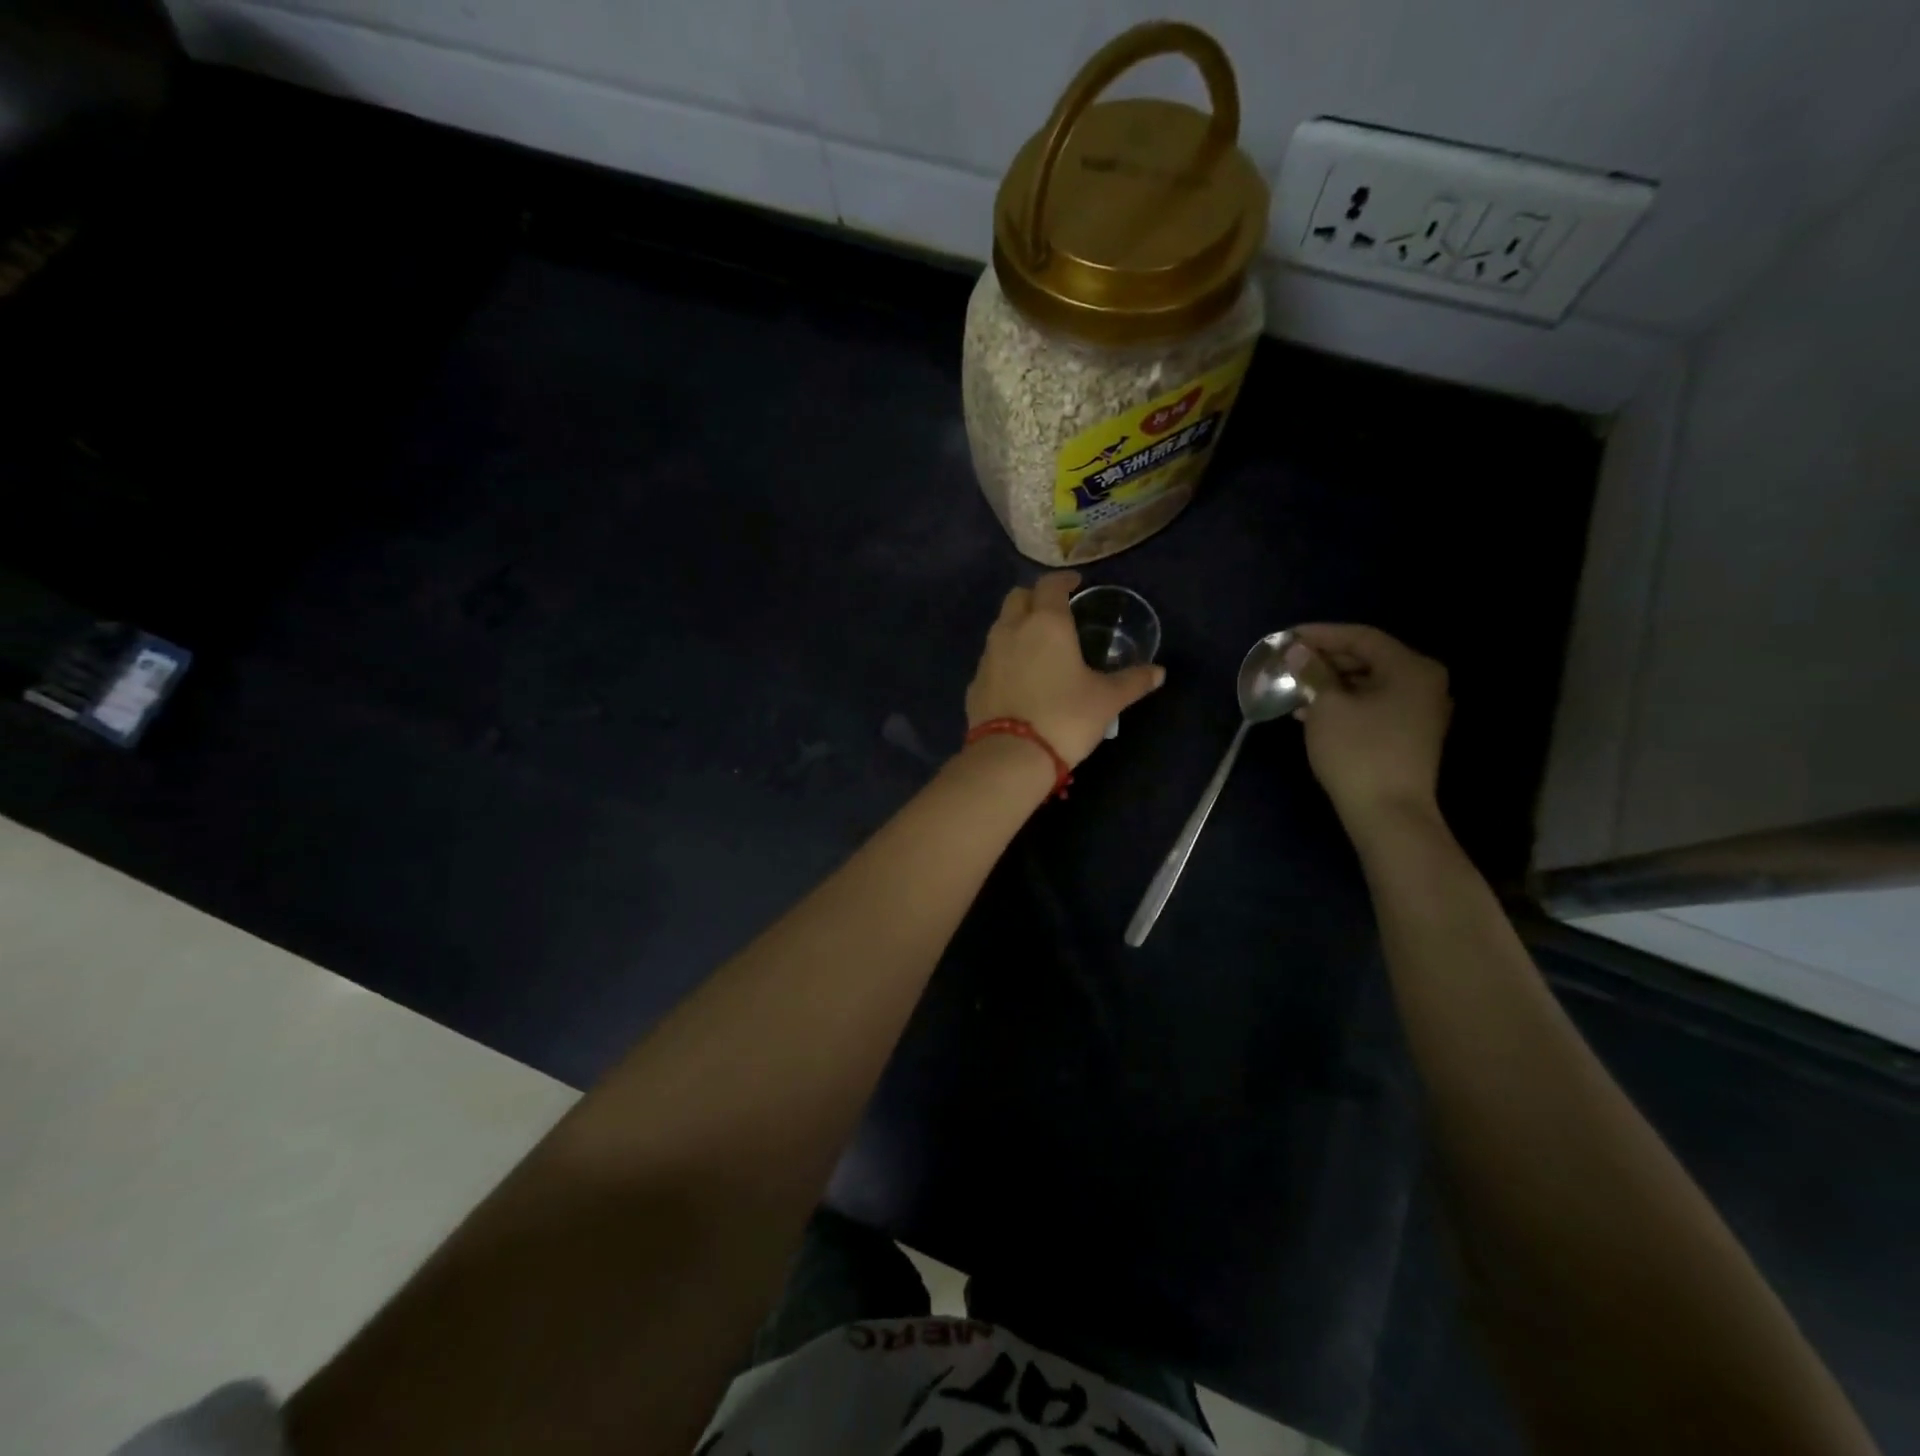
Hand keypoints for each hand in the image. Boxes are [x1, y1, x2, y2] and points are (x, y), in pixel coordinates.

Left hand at [965, 571, 1165, 768]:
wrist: (1011, 756)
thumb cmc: (1065, 717)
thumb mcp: (1107, 700)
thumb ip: (1132, 681)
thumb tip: (1158, 672)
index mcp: (1046, 623)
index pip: (1050, 585)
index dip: (1063, 580)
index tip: (1075, 584)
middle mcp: (1011, 630)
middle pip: (1017, 597)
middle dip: (1035, 597)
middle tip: (1054, 610)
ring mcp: (988, 656)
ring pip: (1000, 625)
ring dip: (1017, 625)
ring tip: (1037, 643)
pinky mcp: (975, 682)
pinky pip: (991, 658)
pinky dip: (1005, 657)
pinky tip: (1019, 676)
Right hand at [1290, 624, 1451, 830]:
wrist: (1388, 814)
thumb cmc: (1358, 752)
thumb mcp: (1327, 706)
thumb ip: (1313, 672)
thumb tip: (1298, 650)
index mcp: (1411, 668)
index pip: (1361, 637)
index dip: (1320, 634)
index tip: (1285, 638)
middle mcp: (1424, 683)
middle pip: (1368, 658)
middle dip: (1324, 660)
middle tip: (1288, 663)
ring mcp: (1420, 711)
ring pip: (1368, 683)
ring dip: (1330, 683)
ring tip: (1294, 687)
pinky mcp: (1410, 734)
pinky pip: (1373, 704)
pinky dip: (1344, 702)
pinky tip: (1311, 712)